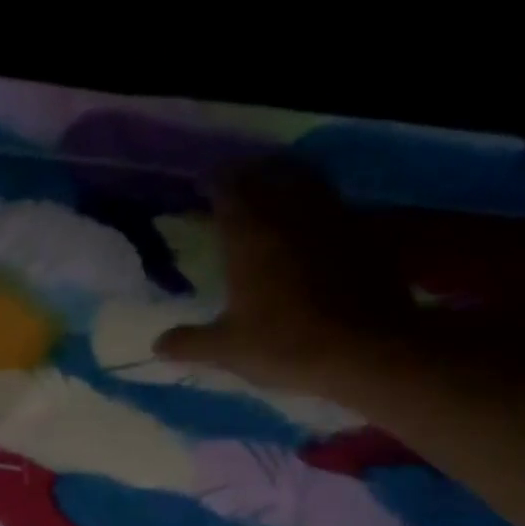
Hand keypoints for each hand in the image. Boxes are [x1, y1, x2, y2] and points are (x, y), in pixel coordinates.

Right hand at [152, 162, 405, 392]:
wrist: (367, 351)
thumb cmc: (285, 344)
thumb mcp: (227, 349)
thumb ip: (190, 343)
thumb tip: (157, 346)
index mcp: (249, 234)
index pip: (227, 189)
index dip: (213, 182)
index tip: (202, 185)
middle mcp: (290, 214)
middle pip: (269, 174)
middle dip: (250, 174)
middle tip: (236, 183)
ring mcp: (333, 219)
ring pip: (308, 180)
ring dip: (288, 179)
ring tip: (275, 192)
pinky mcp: (367, 234)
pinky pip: (336, 205)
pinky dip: (320, 206)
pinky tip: (314, 225)